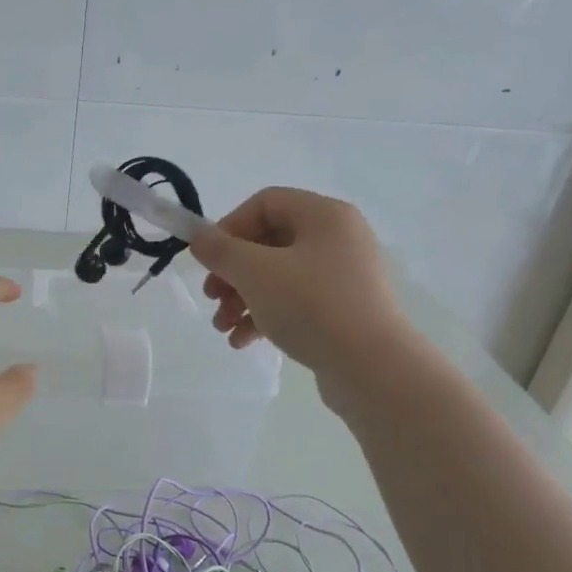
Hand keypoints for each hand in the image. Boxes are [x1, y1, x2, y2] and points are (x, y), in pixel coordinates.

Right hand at [189, 188, 404, 386]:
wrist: (372, 367)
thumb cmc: (312, 306)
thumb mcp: (256, 273)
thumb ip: (221, 251)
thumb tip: (199, 238)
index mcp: (324, 216)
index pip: (266, 203)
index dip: (230, 227)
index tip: (209, 260)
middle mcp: (338, 239)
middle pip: (269, 243)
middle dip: (232, 272)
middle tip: (211, 297)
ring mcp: (343, 277)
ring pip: (278, 277)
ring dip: (242, 299)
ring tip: (222, 327)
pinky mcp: (343, 311)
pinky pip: (295, 303)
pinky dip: (265, 317)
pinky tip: (243, 342)